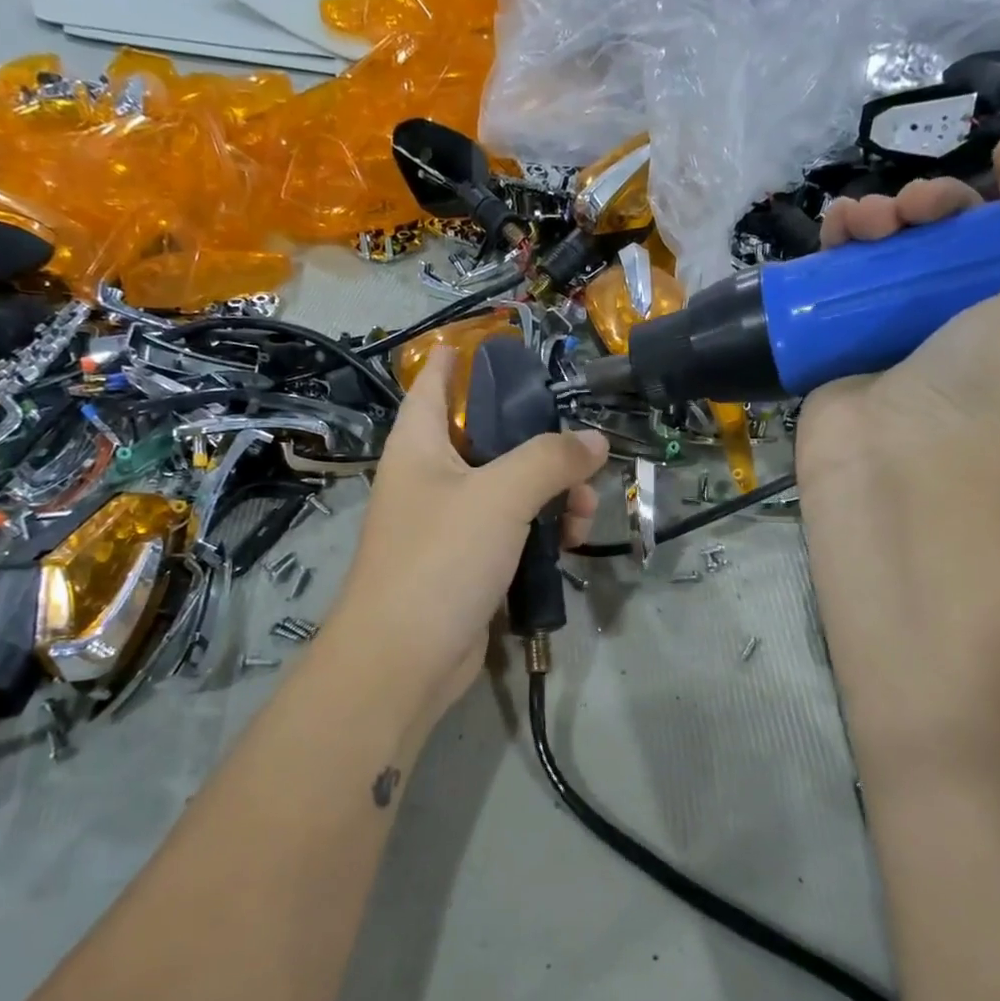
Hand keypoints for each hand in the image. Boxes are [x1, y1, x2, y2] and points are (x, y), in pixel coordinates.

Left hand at [322, 345, 608, 731]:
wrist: (404, 659)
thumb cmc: (441, 560)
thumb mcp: (501, 496)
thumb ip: (550, 459)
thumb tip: (594, 440)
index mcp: (419, 446)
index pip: (434, 384)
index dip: (459, 358)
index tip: (494, 341)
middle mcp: (430, 479)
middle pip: (488, 438)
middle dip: (539, 442)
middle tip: (582, 453)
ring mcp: (447, 525)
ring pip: (509, 490)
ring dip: (552, 494)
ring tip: (587, 513)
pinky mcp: (466, 565)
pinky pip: (511, 532)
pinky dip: (541, 532)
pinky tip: (572, 544)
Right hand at [797, 134, 999, 503]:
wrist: (893, 472)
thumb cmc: (983, 390)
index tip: (988, 180)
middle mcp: (962, 321)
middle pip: (946, 238)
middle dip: (929, 203)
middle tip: (910, 211)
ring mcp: (894, 337)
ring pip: (885, 255)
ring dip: (875, 218)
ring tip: (858, 222)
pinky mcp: (839, 350)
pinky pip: (835, 286)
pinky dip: (832, 251)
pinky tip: (829, 237)